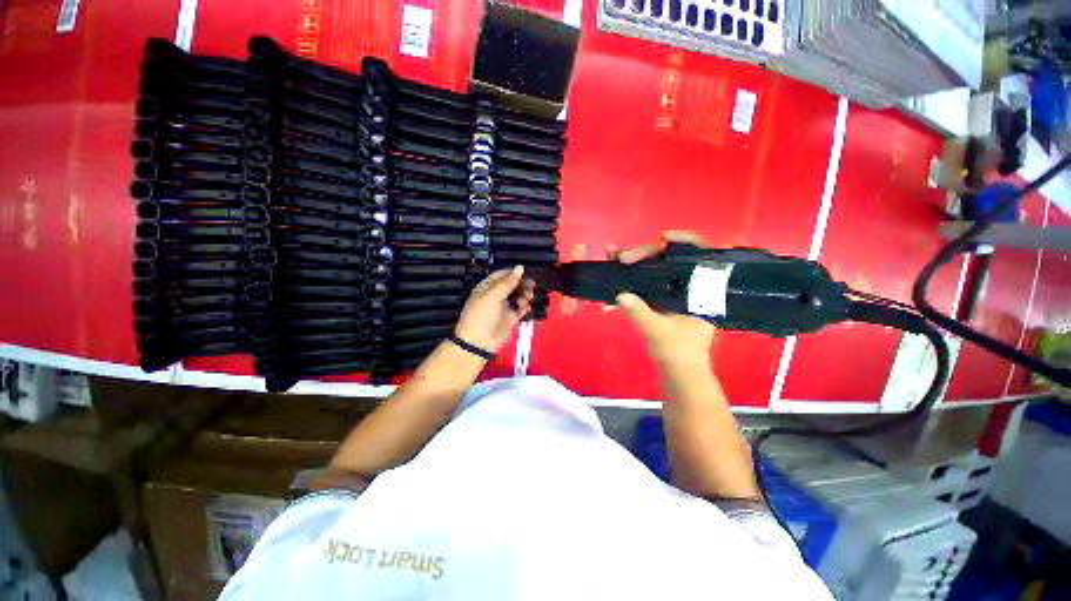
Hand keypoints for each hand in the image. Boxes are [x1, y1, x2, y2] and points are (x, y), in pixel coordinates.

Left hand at [453, 266, 534, 354]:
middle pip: (513, 285)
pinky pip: (521, 308)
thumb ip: (508, 282)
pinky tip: (525, 307)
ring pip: (519, 295)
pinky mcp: (511, 318)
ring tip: (527, 298)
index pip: (502, 275)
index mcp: (487, 287)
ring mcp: (504, 307)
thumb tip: (520, 267)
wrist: (478, 342)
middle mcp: (496, 295)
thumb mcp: (492, 296)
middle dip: (522, 284)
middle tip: (530, 286)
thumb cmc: (481, 315)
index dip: (513, 273)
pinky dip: (525, 306)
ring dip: (525, 295)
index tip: (524, 274)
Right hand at [608, 231, 715, 367]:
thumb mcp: (659, 332)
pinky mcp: (662, 300)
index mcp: (700, 290)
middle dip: (643, 254)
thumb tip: (620, 294)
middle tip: (620, 257)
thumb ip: (640, 312)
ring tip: (611, 257)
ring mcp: (674, 292)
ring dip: (633, 263)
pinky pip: (646, 283)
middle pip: (669, 259)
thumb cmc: (679, 354)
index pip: (699, 255)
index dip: (684, 239)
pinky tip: (614, 278)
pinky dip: (630, 280)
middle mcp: (689, 286)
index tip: (661, 237)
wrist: (680, 373)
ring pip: (655, 269)